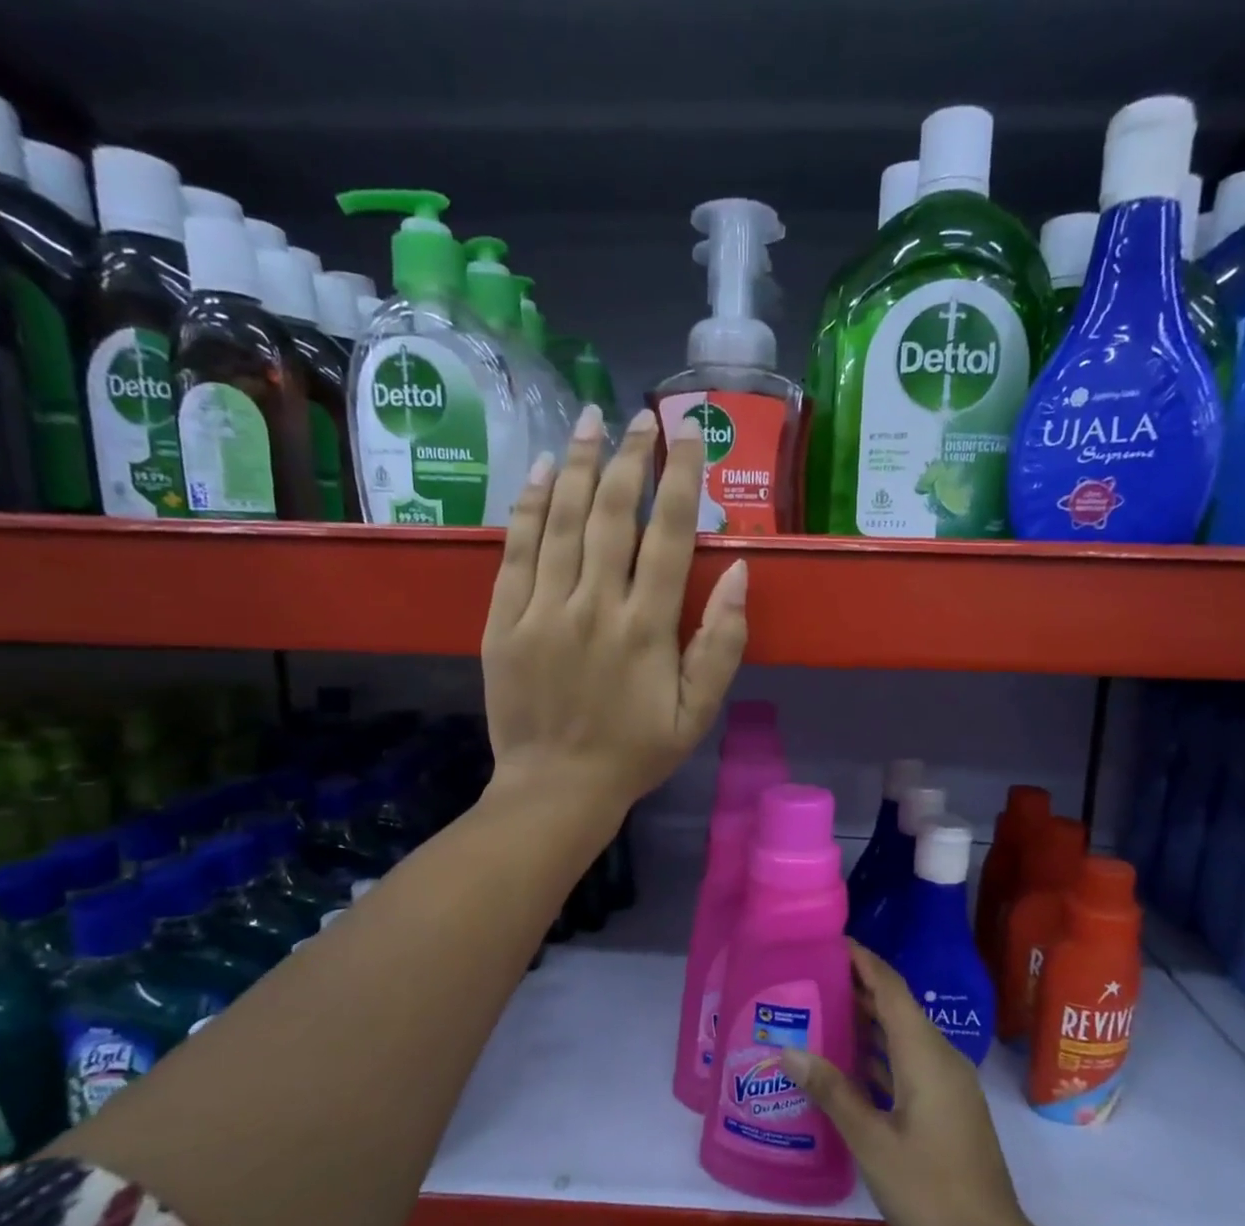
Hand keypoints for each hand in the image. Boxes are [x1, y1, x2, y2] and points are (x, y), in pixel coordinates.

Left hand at [481, 404, 748, 822]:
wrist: (556, 788)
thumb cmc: (635, 753)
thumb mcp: (697, 713)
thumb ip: (721, 644)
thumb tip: (741, 574)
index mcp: (647, 629)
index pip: (669, 536)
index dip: (681, 480)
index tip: (688, 436)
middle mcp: (594, 607)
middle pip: (613, 514)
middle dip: (629, 458)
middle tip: (639, 417)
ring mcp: (542, 611)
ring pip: (562, 521)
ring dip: (578, 465)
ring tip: (590, 420)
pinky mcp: (503, 622)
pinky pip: (516, 552)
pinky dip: (529, 507)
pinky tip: (541, 471)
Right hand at [783, 945, 1037, 1225]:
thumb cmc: (930, 1191)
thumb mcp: (872, 1142)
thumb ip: (832, 1092)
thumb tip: (789, 1049)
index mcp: (925, 1055)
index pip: (891, 988)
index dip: (864, 960)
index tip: (831, 941)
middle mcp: (940, 1057)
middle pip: (897, 1006)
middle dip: (859, 986)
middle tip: (812, 975)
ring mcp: (948, 1082)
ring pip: (903, 1034)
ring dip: (868, 1019)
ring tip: (821, 1008)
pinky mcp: (948, 1104)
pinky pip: (909, 1059)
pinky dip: (880, 1050)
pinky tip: (849, 1061)